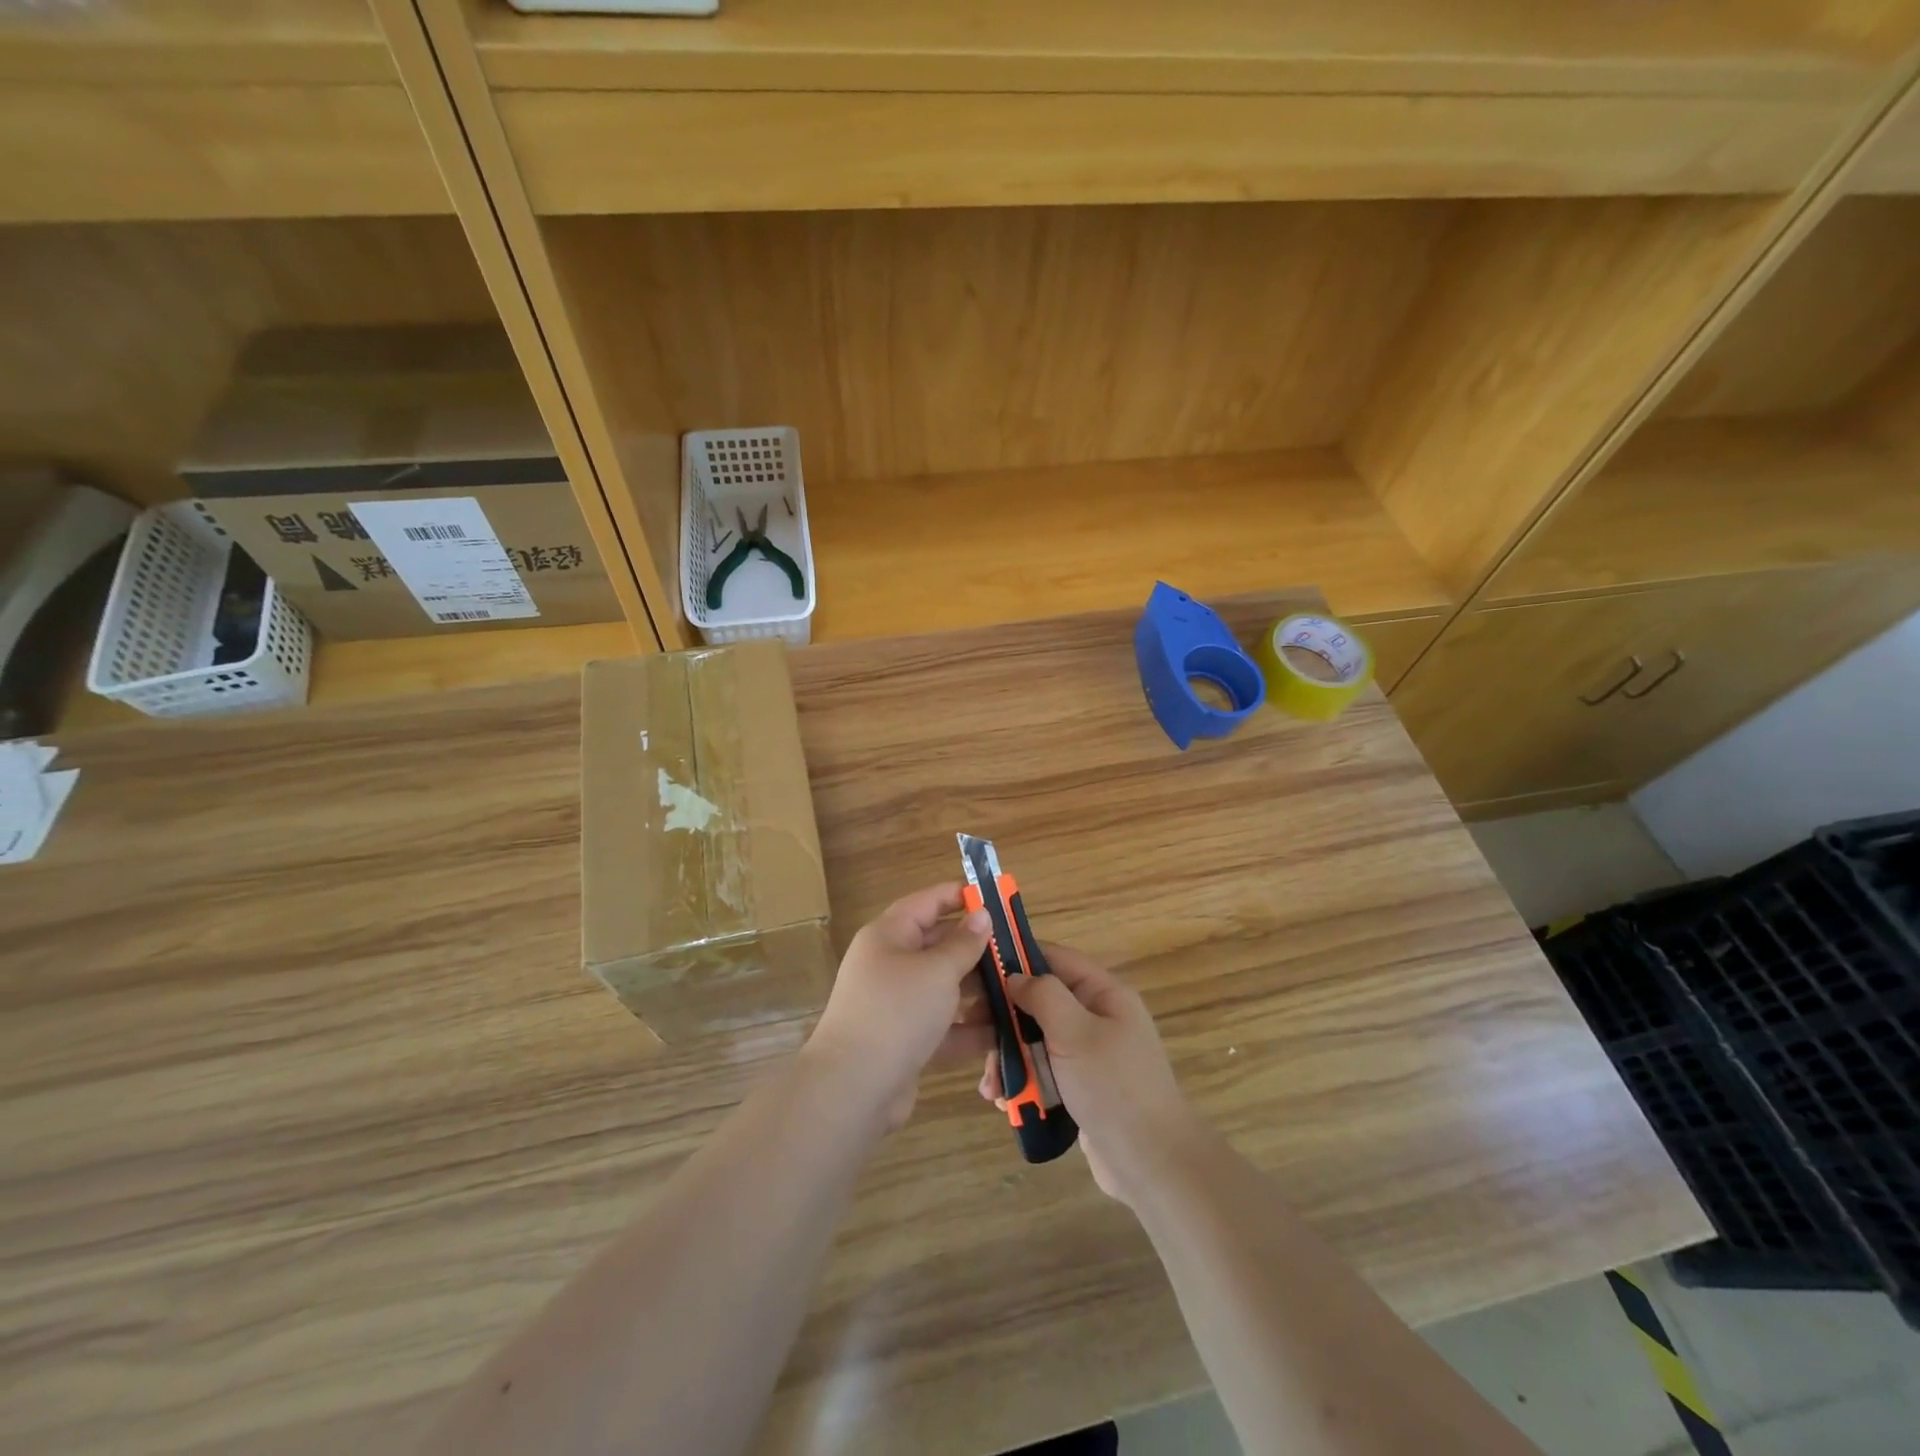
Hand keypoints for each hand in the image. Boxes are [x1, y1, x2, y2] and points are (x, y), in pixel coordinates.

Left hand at [806, 884, 993, 1129]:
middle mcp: (890, 964)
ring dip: (978, 991)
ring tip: (1018, 992)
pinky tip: (1003, 1033)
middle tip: (1016, 951)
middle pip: (938, 945)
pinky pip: (943, 1025)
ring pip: (944, 987)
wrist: (853, 1088)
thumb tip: (981, 915)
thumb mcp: (937, 971)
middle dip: (977, 949)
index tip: (996, 898)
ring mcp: (896, 1004)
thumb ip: (964, 943)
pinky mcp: (905, 1040)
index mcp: (889, 935)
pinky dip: (969, 1028)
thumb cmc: (897, 1012)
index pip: (928, 902)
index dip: (960, 896)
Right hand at [978, 944, 1194, 1203]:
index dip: (1018, 958)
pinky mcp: (1080, 1087)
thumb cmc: (1113, 1087)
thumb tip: (1014, 976)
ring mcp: (1089, 1054)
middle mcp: (1097, 1017)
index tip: (978, 971)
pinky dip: (1023, 1082)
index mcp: (1104, 994)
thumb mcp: (1075, 1032)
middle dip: (1007, 1021)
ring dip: (1010, 1058)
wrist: (1152, 1165)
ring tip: (991, 1086)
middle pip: (1040, 1002)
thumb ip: (1043, 995)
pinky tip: (1005, 1101)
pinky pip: (1043, 1072)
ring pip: (1037, 1040)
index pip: (1055, 958)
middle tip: (977, 1038)